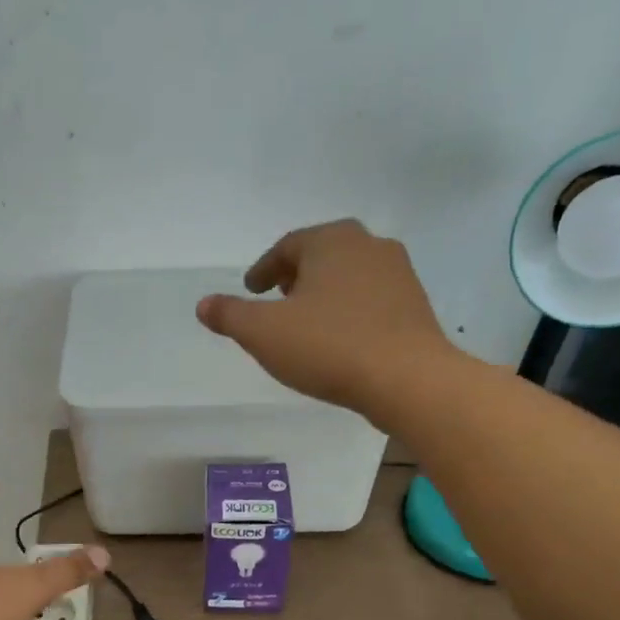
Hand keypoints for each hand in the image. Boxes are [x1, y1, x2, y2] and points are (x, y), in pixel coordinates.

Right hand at [196, 219, 457, 418]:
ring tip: (307, 322)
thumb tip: (204, 304)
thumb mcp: (264, 333)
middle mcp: (370, 246)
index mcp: (332, 241)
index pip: (288, 246)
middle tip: (278, 298)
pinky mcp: (415, 307)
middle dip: (297, 275)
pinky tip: (340, 340)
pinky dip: (349, 312)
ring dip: (325, 293)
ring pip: (350, 276)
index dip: (263, 269)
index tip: (251, 289)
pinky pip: (371, 302)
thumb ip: (231, 315)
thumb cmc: (329, 346)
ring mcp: (399, 275)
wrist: (407, 378)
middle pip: (323, 255)